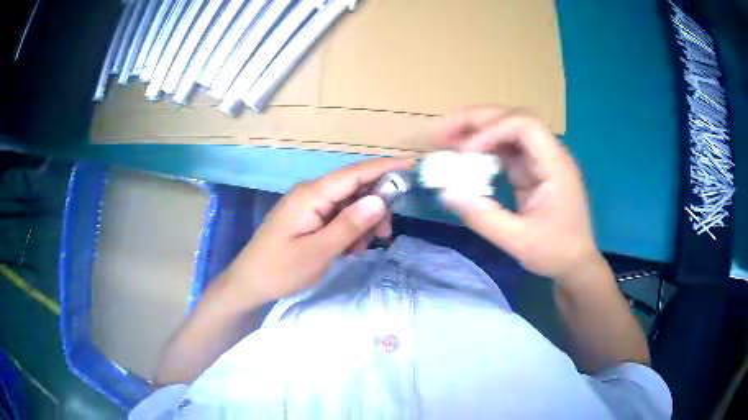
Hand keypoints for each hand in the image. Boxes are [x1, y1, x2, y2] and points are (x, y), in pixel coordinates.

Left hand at [224, 157, 412, 304]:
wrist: (249, 283)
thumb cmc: (281, 269)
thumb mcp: (319, 251)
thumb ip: (349, 224)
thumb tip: (379, 200)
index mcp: (311, 195)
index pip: (354, 173)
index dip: (384, 167)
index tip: (411, 165)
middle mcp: (311, 193)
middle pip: (354, 188)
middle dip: (375, 207)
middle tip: (385, 235)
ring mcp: (308, 205)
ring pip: (348, 204)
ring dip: (362, 223)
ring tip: (361, 249)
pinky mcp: (308, 217)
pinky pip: (337, 216)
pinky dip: (349, 229)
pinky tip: (349, 249)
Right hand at [435, 107, 599, 281]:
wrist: (576, 264)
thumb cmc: (556, 253)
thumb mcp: (520, 242)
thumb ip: (485, 218)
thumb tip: (446, 193)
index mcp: (555, 165)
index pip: (525, 126)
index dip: (492, 130)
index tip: (465, 152)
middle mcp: (548, 154)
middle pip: (512, 119)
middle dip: (476, 121)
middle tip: (441, 131)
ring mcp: (539, 161)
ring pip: (506, 131)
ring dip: (475, 131)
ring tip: (445, 139)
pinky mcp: (530, 171)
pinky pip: (504, 151)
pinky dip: (482, 149)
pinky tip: (462, 156)